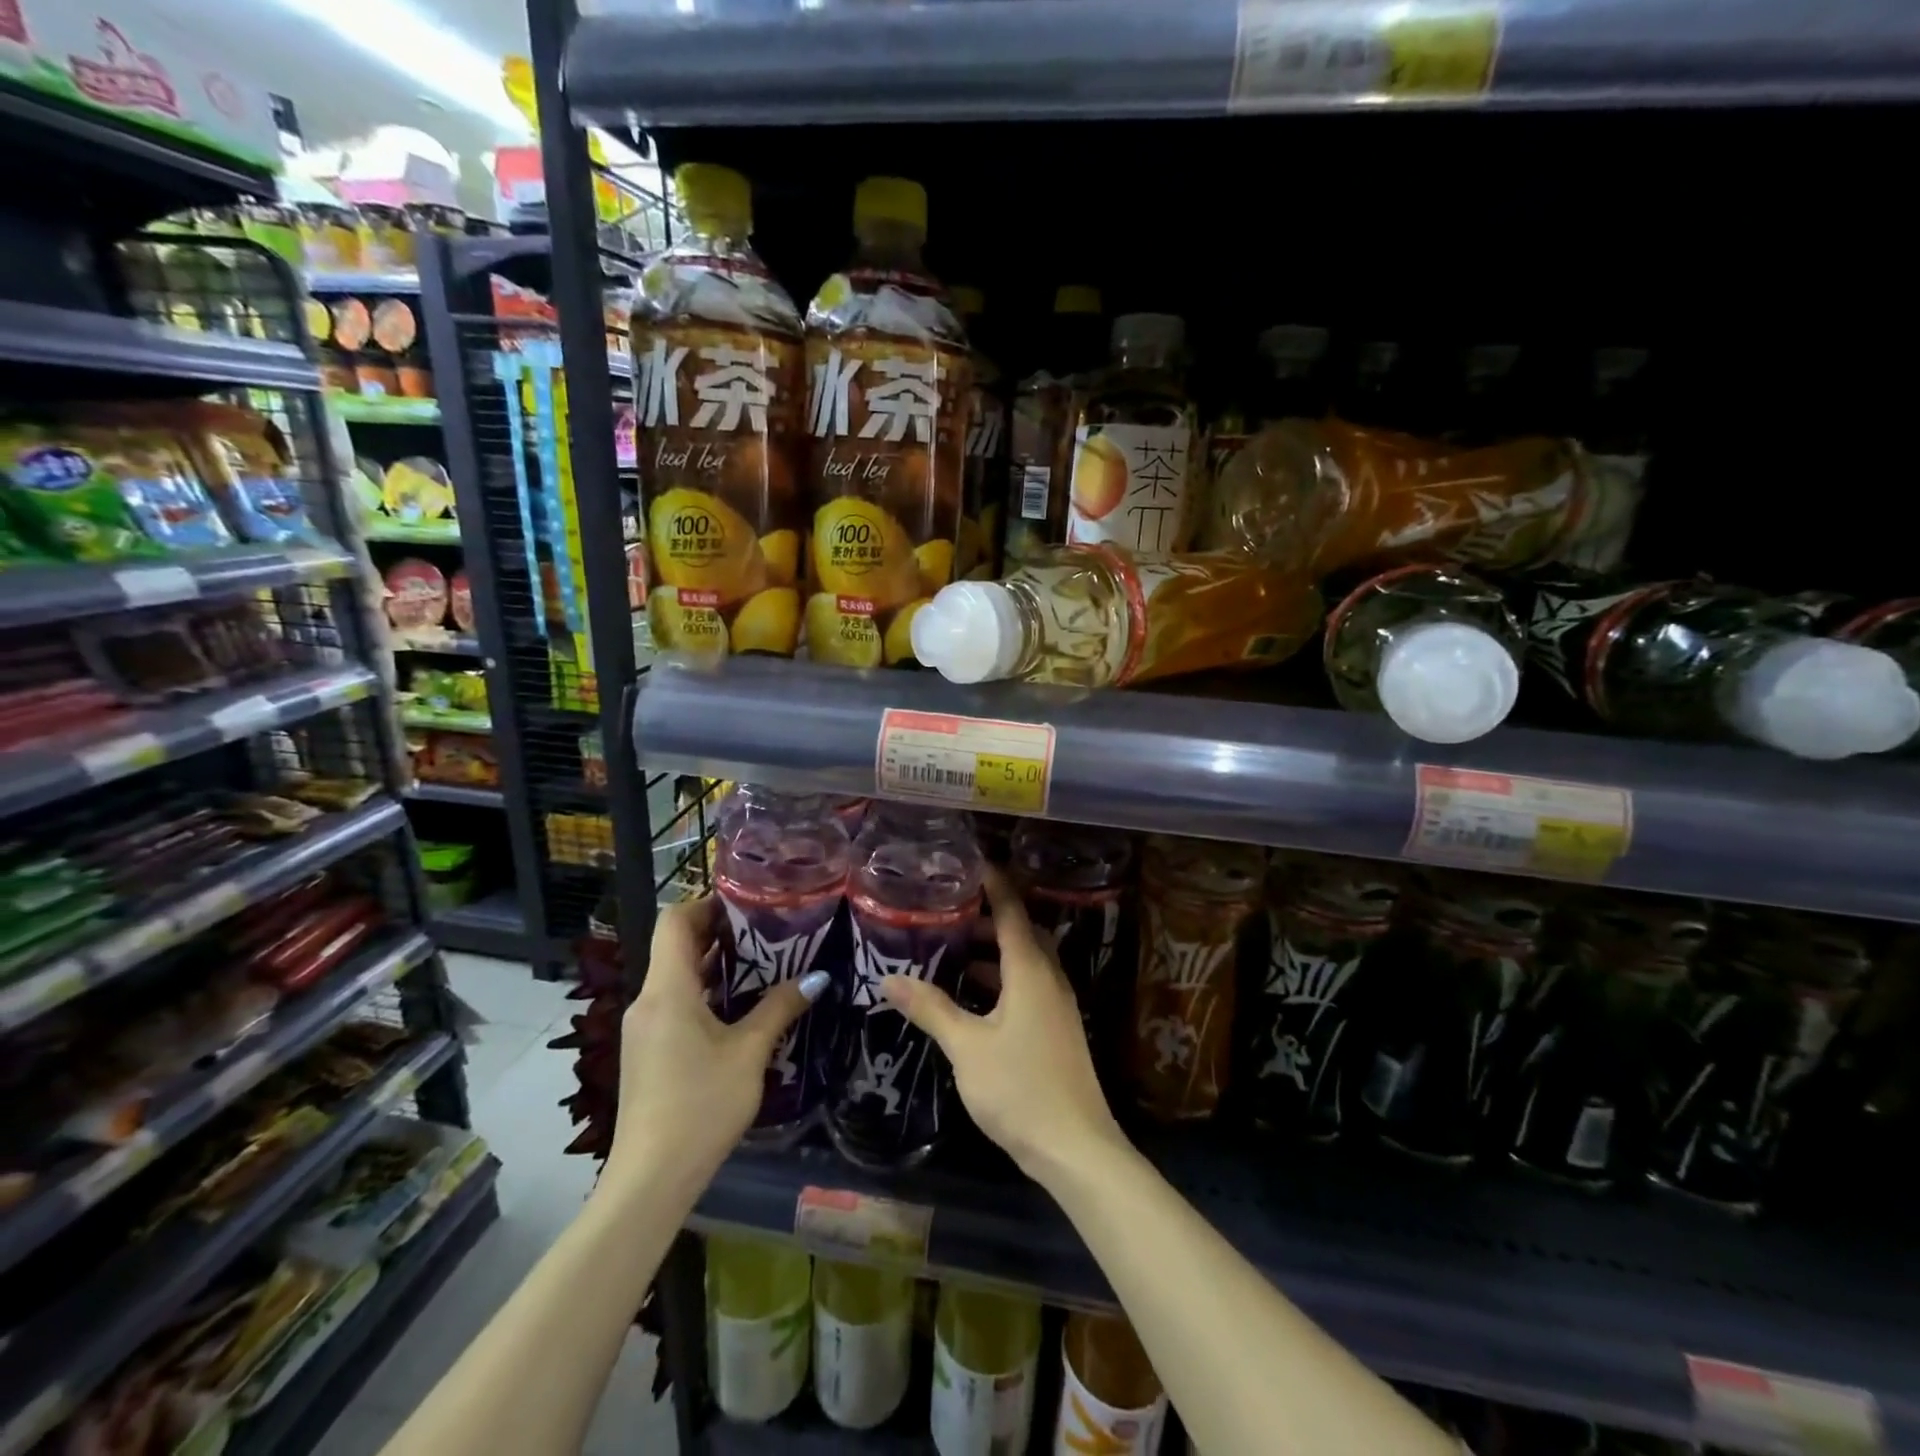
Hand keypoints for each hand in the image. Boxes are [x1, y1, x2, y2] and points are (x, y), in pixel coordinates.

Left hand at [605, 897, 828, 1195]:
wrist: (650, 1180)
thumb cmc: (701, 1105)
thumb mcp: (749, 1053)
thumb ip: (780, 1008)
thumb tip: (817, 977)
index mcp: (667, 990)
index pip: (675, 920)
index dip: (707, 902)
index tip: (747, 902)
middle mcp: (648, 1001)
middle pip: (676, 946)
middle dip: (719, 931)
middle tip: (767, 928)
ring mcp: (644, 1028)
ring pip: (676, 976)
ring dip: (714, 963)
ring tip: (762, 961)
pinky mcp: (647, 1052)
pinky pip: (674, 1003)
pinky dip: (705, 992)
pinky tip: (739, 1007)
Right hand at [881, 865, 1129, 1186]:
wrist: (1076, 1148)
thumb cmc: (1019, 1087)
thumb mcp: (966, 1046)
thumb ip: (930, 1008)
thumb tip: (889, 977)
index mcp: (1030, 970)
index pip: (1012, 911)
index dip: (993, 884)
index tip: (970, 863)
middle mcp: (1049, 978)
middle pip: (1021, 933)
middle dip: (988, 919)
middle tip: (949, 912)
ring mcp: (1058, 1005)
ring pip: (1025, 962)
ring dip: (994, 953)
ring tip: (953, 953)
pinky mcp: (1057, 1029)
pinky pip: (1029, 986)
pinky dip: (1002, 979)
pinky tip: (974, 1000)